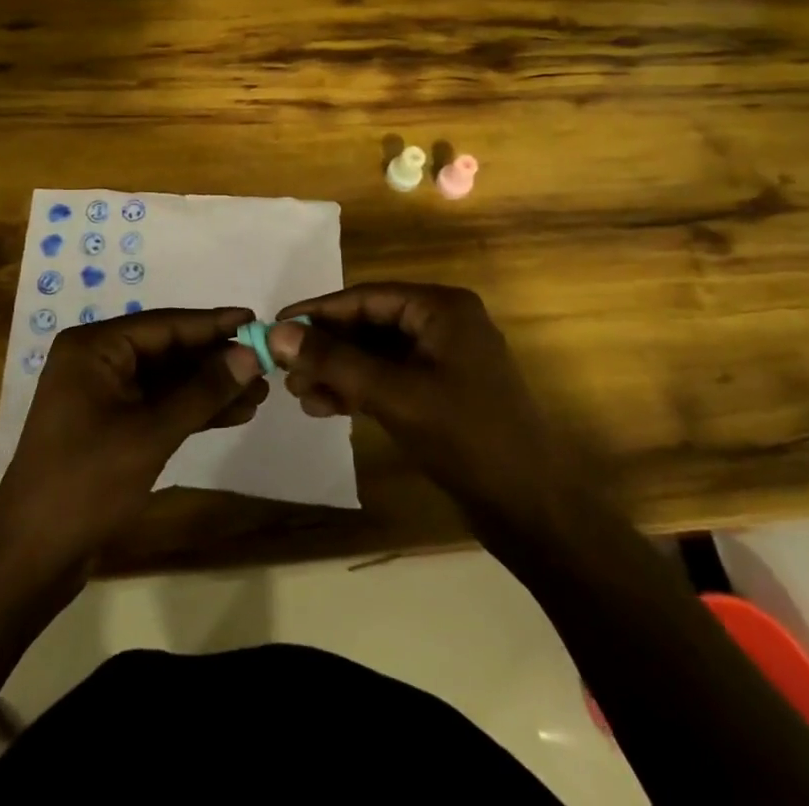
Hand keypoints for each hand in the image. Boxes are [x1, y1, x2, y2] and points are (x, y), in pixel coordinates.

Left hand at [0, 308, 266, 569]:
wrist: (32, 556)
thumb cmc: (86, 483)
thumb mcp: (151, 433)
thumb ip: (202, 391)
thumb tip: (249, 355)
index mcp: (94, 348)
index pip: (165, 324)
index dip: (213, 324)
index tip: (255, 320)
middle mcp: (97, 361)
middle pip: (167, 350)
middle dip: (215, 360)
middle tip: (266, 364)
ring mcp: (102, 394)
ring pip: (167, 380)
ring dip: (209, 387)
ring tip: (260, 393)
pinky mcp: (110, 425)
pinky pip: (158, 405)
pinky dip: (192, 410)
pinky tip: (232, 414)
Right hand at [267, 283, 565, 537]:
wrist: (532, 510)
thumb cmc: (466, 438)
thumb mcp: (393, 394)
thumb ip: (334, 361)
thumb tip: (276, 333)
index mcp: (442, 308)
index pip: (366, 297)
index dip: (318, 311)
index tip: (275, 325)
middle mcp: (443, 324)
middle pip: (370, 324)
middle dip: (327, 347)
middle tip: (284, 370)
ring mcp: (444, 360)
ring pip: (376, 355)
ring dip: (338, 371)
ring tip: (299, 395)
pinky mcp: (441, 393)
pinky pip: (390, 379)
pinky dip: (359, 390)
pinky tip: (326, 408)